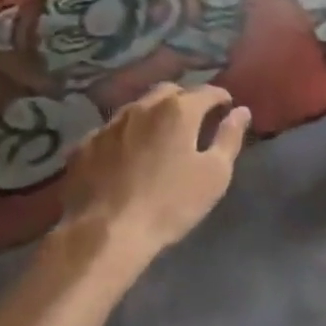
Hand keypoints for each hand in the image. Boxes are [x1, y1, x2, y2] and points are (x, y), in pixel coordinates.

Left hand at [57, 84, 250, 263]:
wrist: (104, 235)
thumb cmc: (170, 204)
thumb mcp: (215, 174)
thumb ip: (230, 138)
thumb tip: (241, 111)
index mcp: (178, 110)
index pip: (207, 91)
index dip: (221, 98)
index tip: (227, 110)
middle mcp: (142, 107)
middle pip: (169, 92)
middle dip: (185, 100)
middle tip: (194, 122)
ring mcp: (108, 125)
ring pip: (137, 109)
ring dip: (152, 116)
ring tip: (158, 138)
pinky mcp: (83, 146)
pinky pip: (111, 132)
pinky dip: (124, 137)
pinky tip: (125, 157)